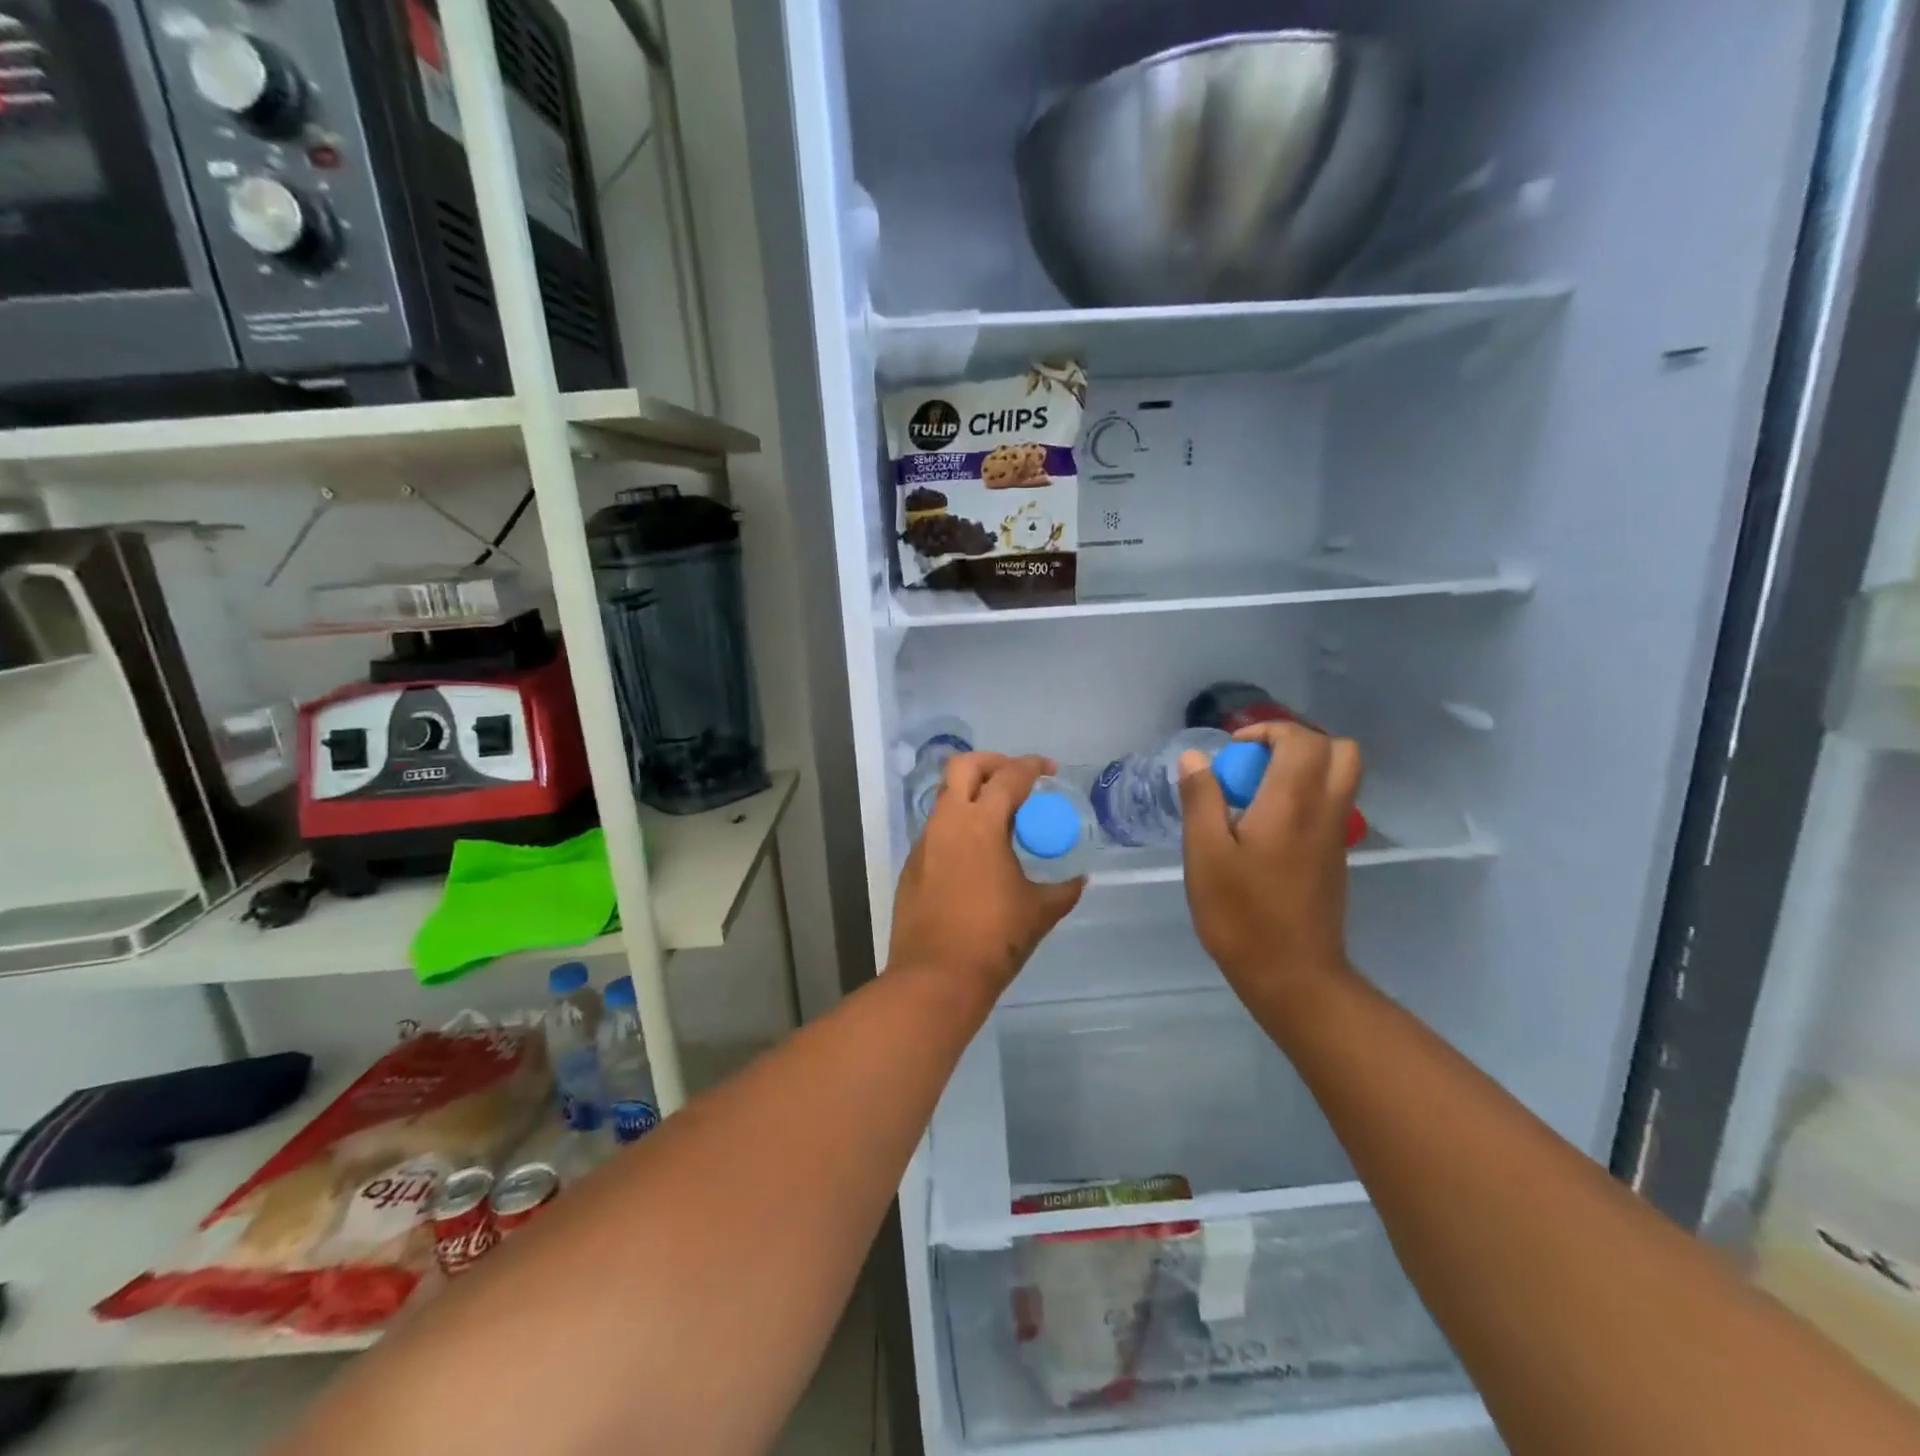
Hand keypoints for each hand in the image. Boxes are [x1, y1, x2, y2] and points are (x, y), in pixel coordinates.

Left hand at [889, 752, 1083, 996]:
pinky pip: (937, 831)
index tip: (1049, 770)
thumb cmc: (993, 940)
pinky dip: (959, 828)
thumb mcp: (1038, 912)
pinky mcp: (912, 865)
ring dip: (972, 797)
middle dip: (992, 763)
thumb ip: (1063, 890)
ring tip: (1000, 821)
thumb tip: (1079, 881)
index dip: (1031, 766)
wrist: (936, 978)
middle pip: (963, 766)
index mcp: (980, 824)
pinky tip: (977, 857)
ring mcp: (924, 843)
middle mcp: (947, 823)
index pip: (1009, 777)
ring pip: (946, 799)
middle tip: (1015, 779)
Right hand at [1178, 722, 1360, 1001]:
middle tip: (1256, 763)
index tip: (1233, 752)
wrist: (1293, 975)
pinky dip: (1306, 796)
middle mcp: (1325, 810)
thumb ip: (1201, 799)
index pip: (1302, 739)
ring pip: (1341, 777)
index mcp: (1293, 802)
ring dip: (1305, 768)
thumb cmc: (1242, 913)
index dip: (1268, 731)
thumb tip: (1195, 757)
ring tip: (1258, 792)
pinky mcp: (1335, 858)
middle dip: (1297, 742)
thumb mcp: (1205, 854)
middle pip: (1340, 750)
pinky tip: (1266, 827)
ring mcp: (1336, 836)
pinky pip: (1332, 805)